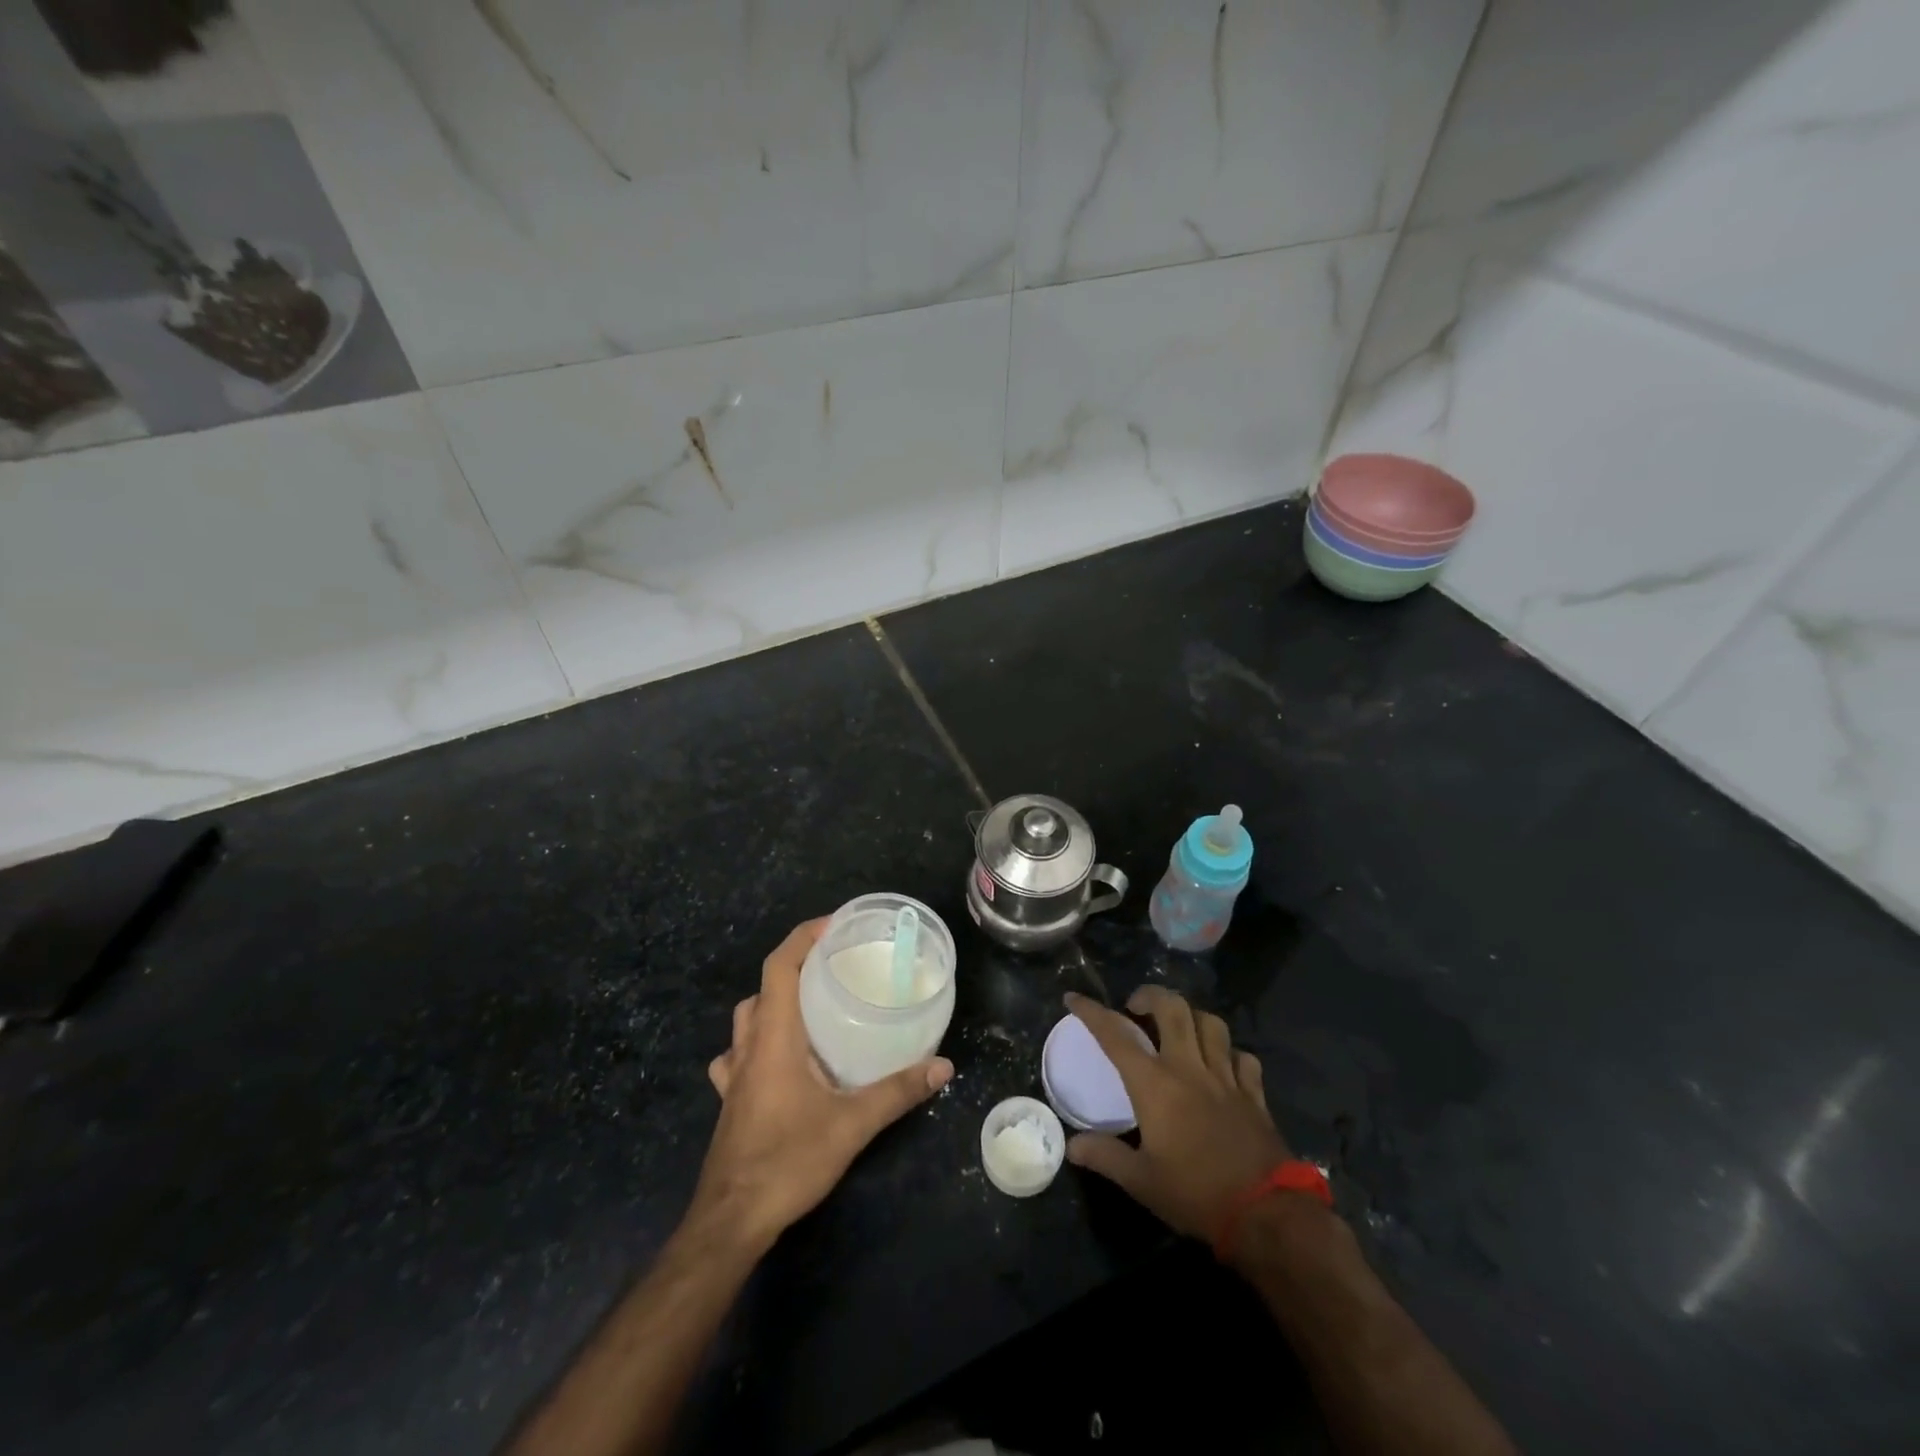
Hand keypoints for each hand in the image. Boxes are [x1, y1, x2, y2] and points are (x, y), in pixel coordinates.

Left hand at [693, 920, 953, 1252]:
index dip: (802, 937)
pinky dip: (757, 1043)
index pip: (779, 966)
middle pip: (763, 988)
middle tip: (833, 968)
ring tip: (810, 1008)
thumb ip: (898, 1092)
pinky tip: (778, 1061)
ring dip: (773, 1003)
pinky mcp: (730, 1099)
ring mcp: (732, 1074)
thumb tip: (943, 1067)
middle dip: (794, 967)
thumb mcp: (852, 1125)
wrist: (731, 1220)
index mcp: (774, 1037)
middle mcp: (748, 1046)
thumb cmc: (787, 1160)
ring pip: (746, 1019)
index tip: (834, 925)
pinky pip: (738, 1055)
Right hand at [1063, 987, 1290, 1243]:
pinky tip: (1222, 1063)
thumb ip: (1105, 1156)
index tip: (1074, 999)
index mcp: (1155, 1084)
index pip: (1116, 1035)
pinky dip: (1229, 1052)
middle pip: (1172, 1008)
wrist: (1266, 1214)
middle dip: (1150, 996)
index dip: (1091, 1012)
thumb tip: (1072, 1146)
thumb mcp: (1141, 1182)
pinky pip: (1242, 1056)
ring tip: (1178, 1027)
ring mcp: (1225, 1077)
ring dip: (1191, 1016)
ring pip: (1210, 1023)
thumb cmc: (1195, 1194)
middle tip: (1136, 1008)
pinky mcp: (1254, 1093)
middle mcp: (1189, 1068)